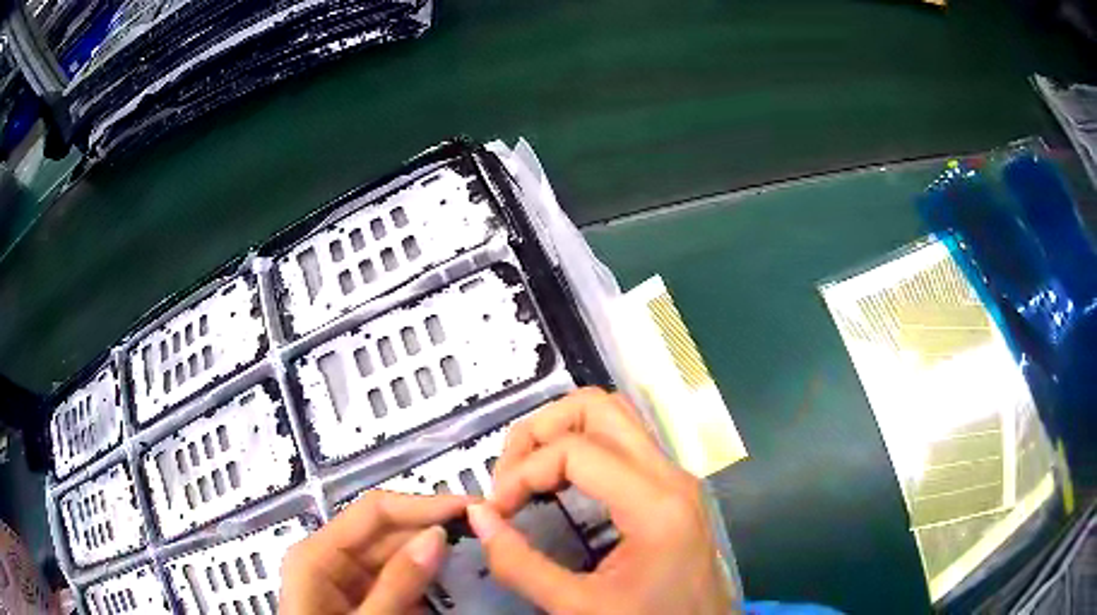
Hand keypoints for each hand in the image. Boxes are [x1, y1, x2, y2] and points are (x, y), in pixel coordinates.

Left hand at [279, 491, 467, 614]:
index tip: (473, 509)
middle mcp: (330, 559)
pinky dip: (425, 584)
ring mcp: (346, 581)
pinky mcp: (363, 600)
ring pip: (396, 558)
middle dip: (433, 531)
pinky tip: (453, 585)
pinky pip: (397, 583)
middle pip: (387, 532)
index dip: (424, 505)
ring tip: (478, 555)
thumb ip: (398, 583)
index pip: (375, 511)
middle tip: (485, 533)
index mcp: (318, 554)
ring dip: (434, 558)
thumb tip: (438, 534)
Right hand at [467, 387, 734, 614]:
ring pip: (612, 416)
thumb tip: (477, 515)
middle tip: (509, 476)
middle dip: (540, 431)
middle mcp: (670, 475)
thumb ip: (520, 564)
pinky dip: (579, 447)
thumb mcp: (577, 607)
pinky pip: (621, 443)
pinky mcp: (670, 488)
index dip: (522, 472)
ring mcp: (674, 477)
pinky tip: (556, 484)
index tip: (496, 510)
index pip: (574, 450)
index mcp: (655, 504)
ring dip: (559, 433)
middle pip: (597, 407)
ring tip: (527, 476)